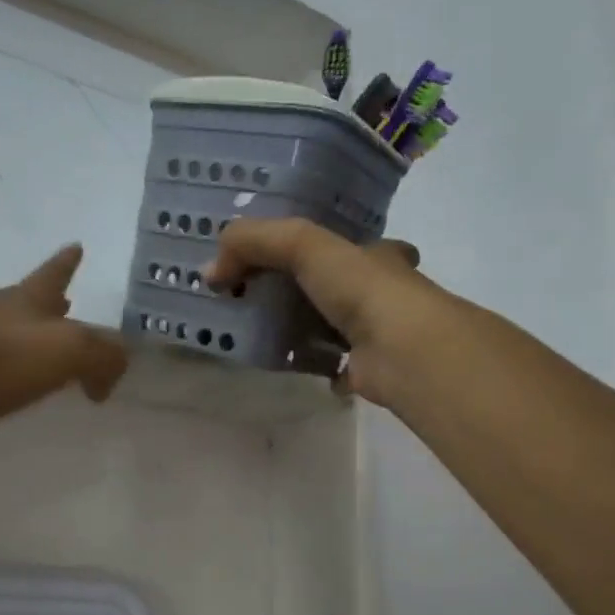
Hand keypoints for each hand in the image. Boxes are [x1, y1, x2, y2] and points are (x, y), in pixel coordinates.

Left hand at [0, 245, 127, 437]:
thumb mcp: (65, 353)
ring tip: (33, 351)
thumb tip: (109, 373)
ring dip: (20, 333)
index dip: (68, 263)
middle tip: (65, 304)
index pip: (54, 274)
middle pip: (25, 299)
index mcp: (25, 300)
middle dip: (49, 302)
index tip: (76, 244)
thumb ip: (101, 357)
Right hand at [203, 218, 441, 406]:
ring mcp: (379, 334)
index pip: (348, 244)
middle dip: (310, 291)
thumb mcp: (301, 244)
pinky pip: (339, 367)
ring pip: (338, 327)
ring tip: (265, 334)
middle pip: (341, 287)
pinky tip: (295, 367)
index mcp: (375, 256)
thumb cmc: (361, 288)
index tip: (281, 256)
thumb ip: (253, 243)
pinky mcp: (371, 372)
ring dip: (309, 329)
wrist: (404, 351)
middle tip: (262, 299)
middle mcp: (383, 292)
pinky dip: (320, 368)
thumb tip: (210, 271)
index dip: (318, 246)